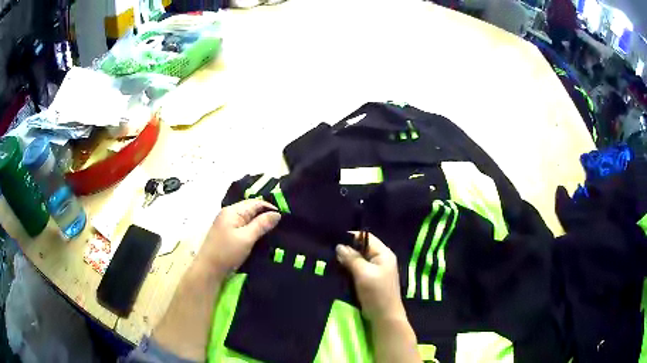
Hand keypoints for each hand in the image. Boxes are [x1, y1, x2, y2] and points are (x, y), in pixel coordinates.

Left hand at [196, 199, 280, 278]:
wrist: (209, 269)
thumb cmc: (227, 252)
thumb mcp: (246, 238)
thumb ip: (262, 224)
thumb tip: (277, 214)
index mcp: (232, 211)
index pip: (255, 203)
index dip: (270, 208)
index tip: (284, 217)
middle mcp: (229, 213)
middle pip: (251, 209)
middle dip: (265, 215)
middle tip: (282, 223)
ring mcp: (226, 223)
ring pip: (247, 218)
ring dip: (259, 223)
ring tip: (274, 229)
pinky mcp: (226, 233)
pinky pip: (243, 226)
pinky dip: (252, 229)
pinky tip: (260, 235)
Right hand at [336, 233, 405, 322]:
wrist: (384, 317)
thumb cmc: (376, 293)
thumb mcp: (363, 273)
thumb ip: (352, 258)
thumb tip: (339, 246)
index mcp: (384, 254)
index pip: (367, 238)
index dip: (351, 237)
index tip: (333, 239)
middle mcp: (380, 260)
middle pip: (362, 249)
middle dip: (346, 250)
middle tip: (328, 251)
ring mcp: (375, 271)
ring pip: (358, 260)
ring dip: (346, 261)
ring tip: (330, 260)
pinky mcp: (369, 281)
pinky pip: (357, 271)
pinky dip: (348, 270)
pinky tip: (336, 271)